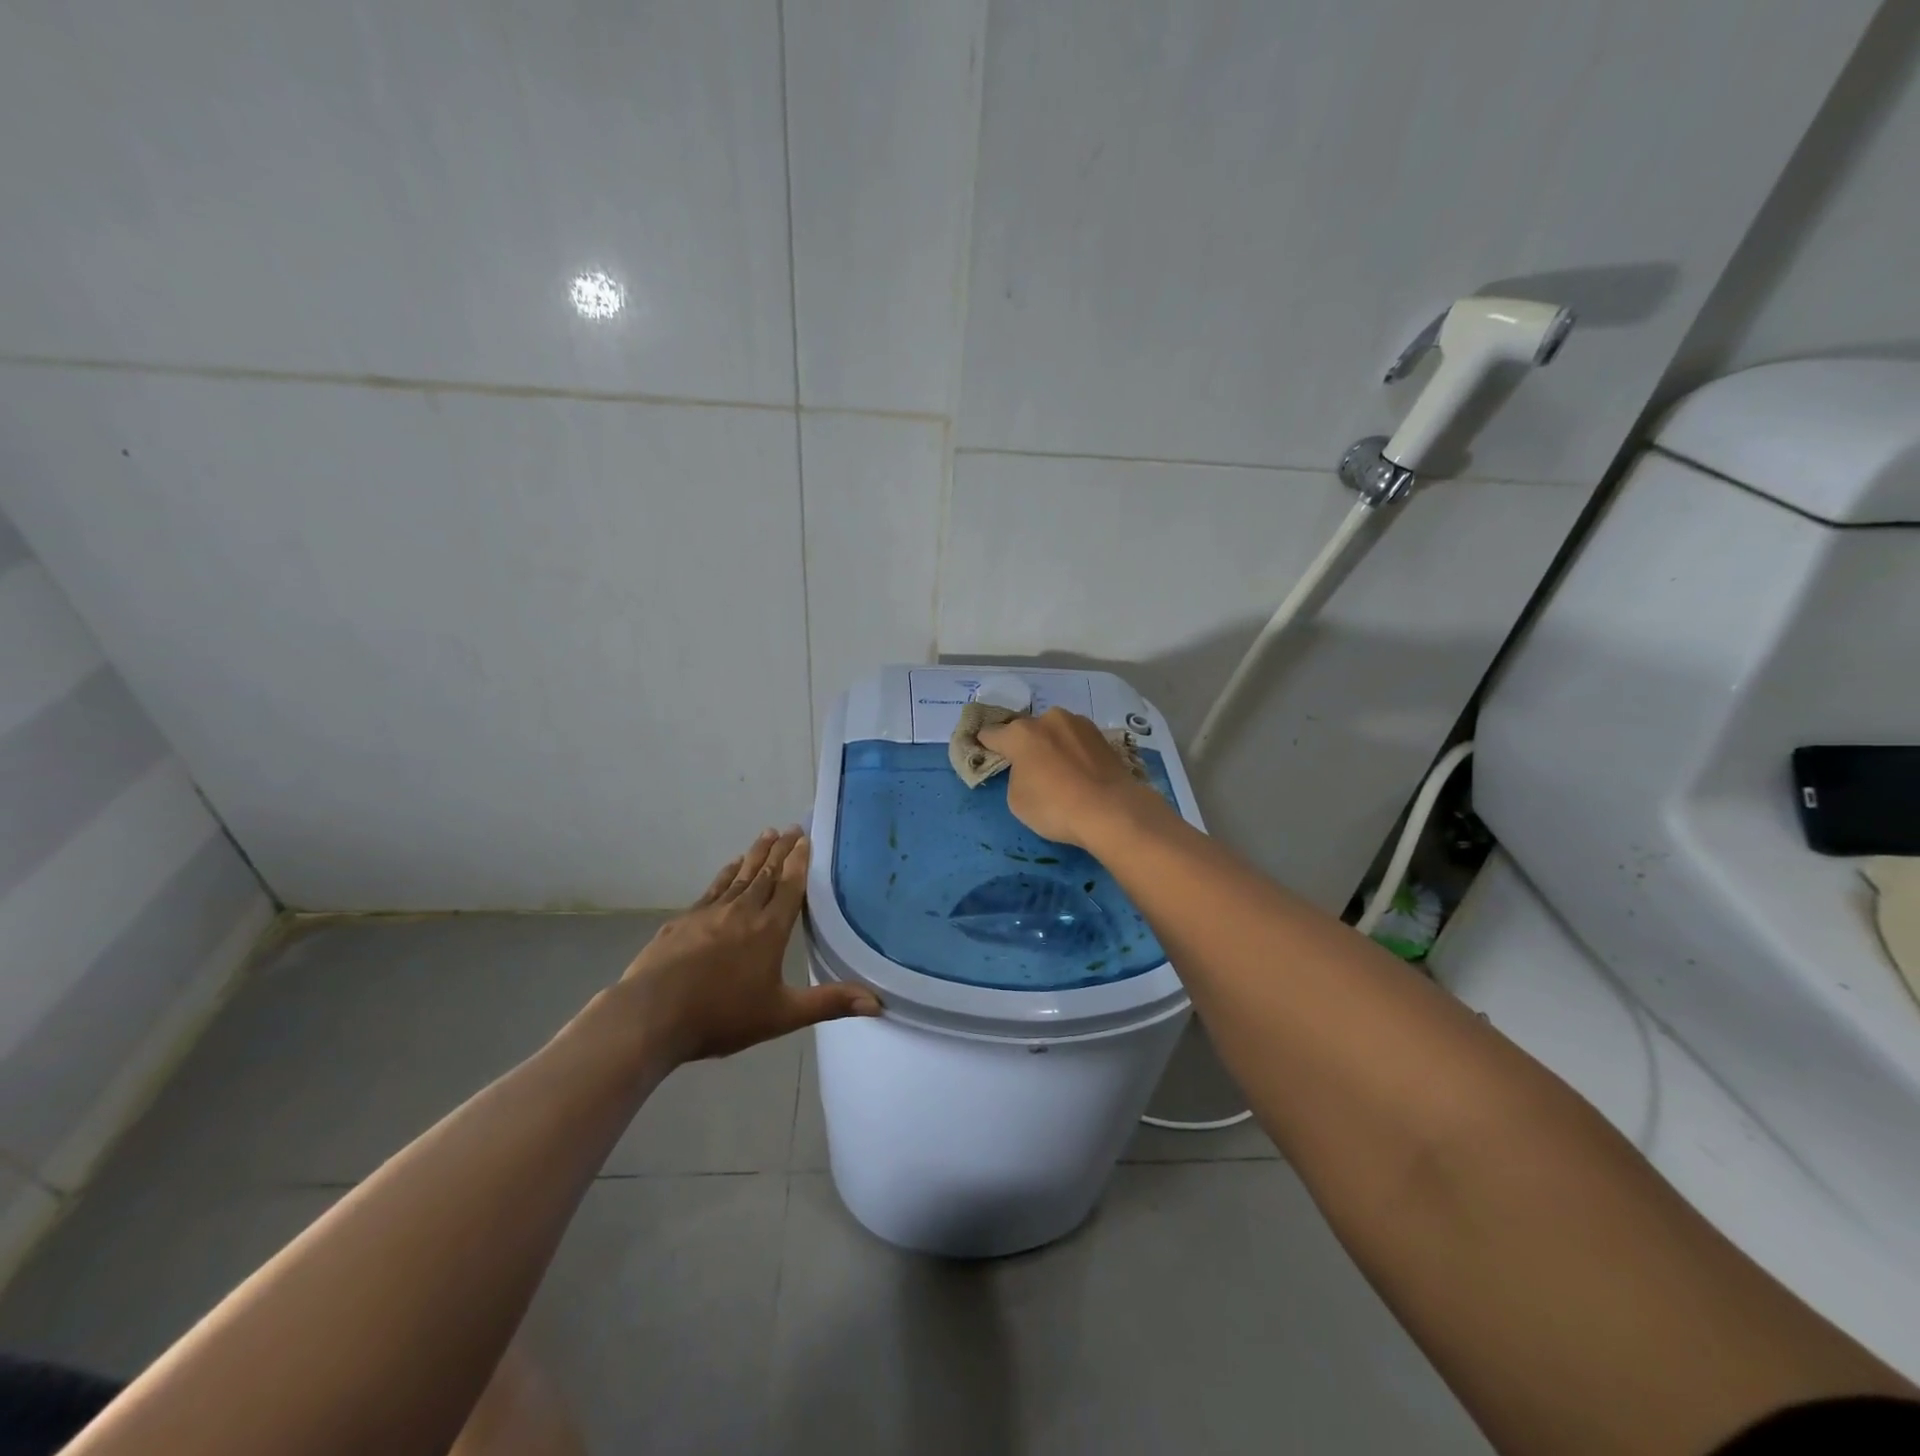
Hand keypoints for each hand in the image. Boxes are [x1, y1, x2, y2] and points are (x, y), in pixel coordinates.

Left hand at [621, 828, 880, 1063]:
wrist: (651, 1016)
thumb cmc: (722, 1015)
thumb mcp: (782, 1014)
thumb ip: (829, 1003)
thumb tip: (878, 1002)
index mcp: (770, 929)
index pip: (790, 886)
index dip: (800, 861)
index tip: (806, 838)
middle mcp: (743, 911)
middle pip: (766, 873)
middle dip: (780, 849)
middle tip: (791, 828)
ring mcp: (710, 912)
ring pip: (740, 875)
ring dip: (755, 854)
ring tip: (765, 835)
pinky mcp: (684, 920)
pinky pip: (714, 887)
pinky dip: (726, 874)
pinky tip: (730, 867)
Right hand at [977, 708, 1162, 847]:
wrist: (1112, 810)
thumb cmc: (1055, 807)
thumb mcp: (1017, 800)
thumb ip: (1016, 776)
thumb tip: (1029, 769)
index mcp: (1020, 733)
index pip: (991, 734)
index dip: (985, 744)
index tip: (984, 751)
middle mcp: (1048, 719)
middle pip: (1026, 730)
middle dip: (1023, 744)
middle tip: (1027, 767)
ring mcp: (1078, 724)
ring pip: (1054, 732)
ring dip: (1051, 745)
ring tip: (1058, 771)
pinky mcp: (1102, 735)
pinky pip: (1076, 741)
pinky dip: (1072, 752)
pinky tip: (1078, 772)